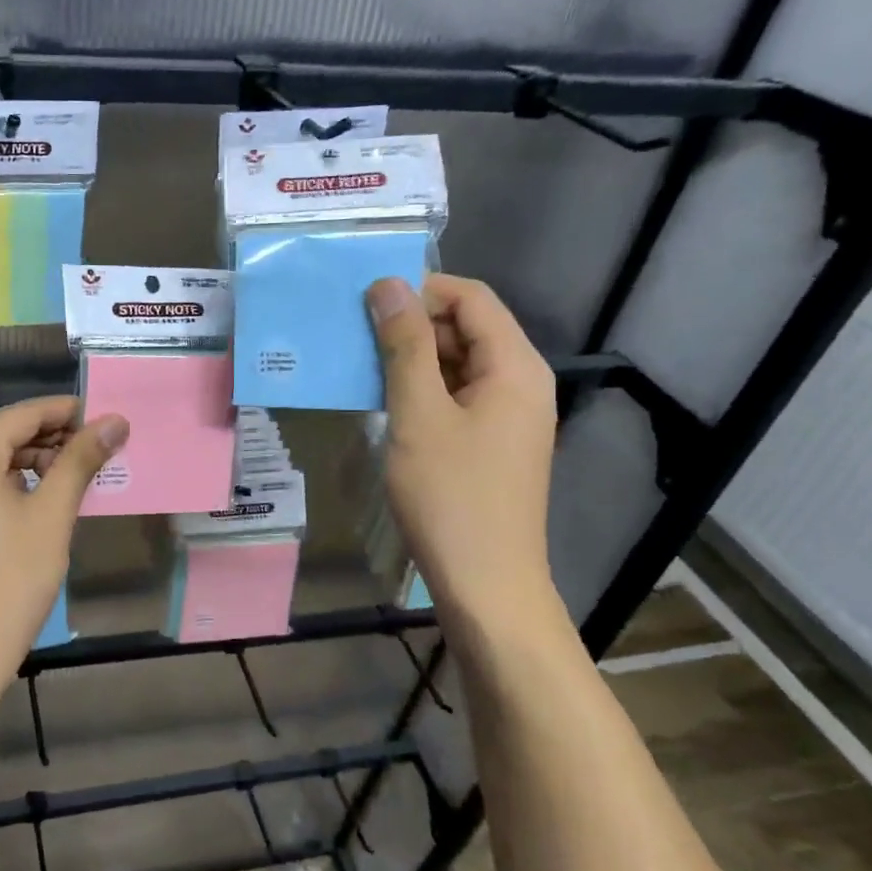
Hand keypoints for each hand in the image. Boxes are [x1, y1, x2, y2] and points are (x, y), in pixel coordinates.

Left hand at [0, 397, 128, 716]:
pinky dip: (13, 486)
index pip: (23, 414)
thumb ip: (80, 461)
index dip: (68, 412)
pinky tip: (44, 502)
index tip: (108, 419)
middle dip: (54, 440)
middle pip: (6, 435)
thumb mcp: (51, 516)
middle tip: (100, 454)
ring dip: (36, 464)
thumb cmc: (9, 583)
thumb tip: (115, 420)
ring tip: (78, 480)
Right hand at [366, 275, 559, 630]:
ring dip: (410, 359)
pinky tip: (380, 401)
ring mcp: (506, 416)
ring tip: (358, 365)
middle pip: (466, 328)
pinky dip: (419, 390)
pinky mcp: (489, 443)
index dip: (420, 290)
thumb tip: (387, 286)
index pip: (471, 298)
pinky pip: (454, 397)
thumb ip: (404, 346)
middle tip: (352, 335)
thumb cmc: (451, 496)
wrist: (485, 585)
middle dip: (411, 324)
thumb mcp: (418, 414)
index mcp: (515, 367)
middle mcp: (519, 383)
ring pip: (456, 364)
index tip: (365, 303)